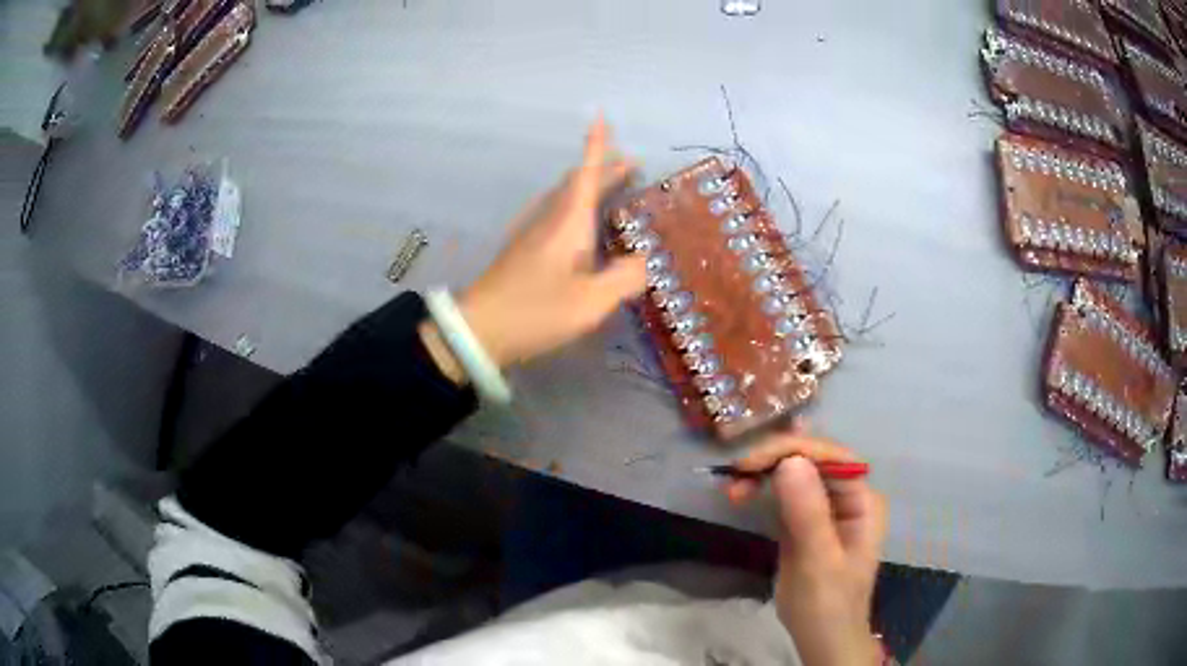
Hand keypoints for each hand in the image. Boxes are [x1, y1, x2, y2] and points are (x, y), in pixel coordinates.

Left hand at [421, 117, 646, 381]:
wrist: (479, 329)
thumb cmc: (536, 310)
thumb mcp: (591, 302)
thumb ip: (624, 279)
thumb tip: (644, 261)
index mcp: (568, 223)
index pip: (587, 174)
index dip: (596, 146)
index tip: (600, 117)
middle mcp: (549, 219)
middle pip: (577, 182)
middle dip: (604, 168)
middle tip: (631, 164)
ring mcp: (532, 233)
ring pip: (564, 197)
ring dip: (589, 186)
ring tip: (612, 188)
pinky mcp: (523, 250)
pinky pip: (555, 214)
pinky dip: (577, 206)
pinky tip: (582, 225)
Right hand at [727, 422, 886, 665]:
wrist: (820, 638)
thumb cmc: (827, 603)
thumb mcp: (818, 561)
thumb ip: (808, 513)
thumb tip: (790, 460)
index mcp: (863, 501)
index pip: (832, 458)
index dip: (794, 451)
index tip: (753, 462)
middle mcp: (847, 497)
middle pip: (812, 462)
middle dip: (774, 462)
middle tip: (736, 475)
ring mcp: (825, 509)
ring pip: (794, 475)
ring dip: (763, 475)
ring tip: (733, 488)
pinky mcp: (803, 523)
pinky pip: (782, 496)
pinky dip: (760, 491)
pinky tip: (741, 492)